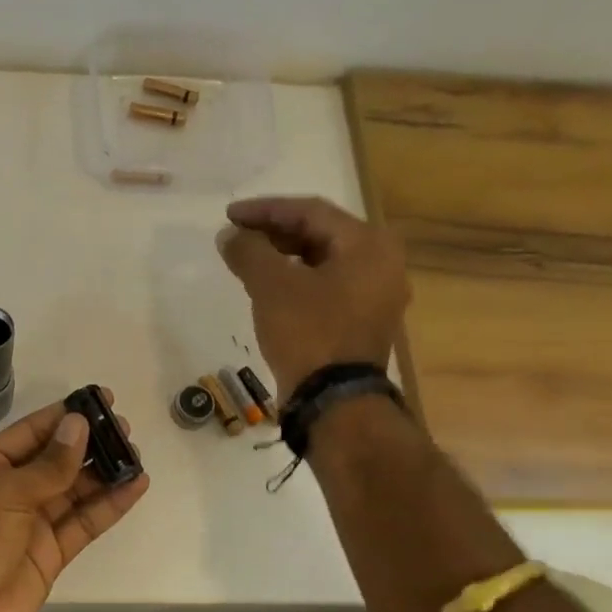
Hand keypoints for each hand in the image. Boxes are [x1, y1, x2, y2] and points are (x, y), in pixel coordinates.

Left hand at [0, 393, 148, 611]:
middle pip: (55, 460)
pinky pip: (82, 523)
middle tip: (126, 428)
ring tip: (136, 454)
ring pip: (73, 491)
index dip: (65, 416)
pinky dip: (108, 506)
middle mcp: (8, 491)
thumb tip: (78, 425)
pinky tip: (135, 487)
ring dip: (103, 473)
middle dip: (89, 444)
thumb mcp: (6, 493)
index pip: (30, 432)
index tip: (101, 400)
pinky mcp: (49, 554)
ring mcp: (29, 524)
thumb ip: (49, 464)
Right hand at [218, 195, 409, 401]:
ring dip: (283, 257)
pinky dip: (297, 281)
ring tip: (247, 260)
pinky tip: (269, 288)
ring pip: (323, 261)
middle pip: (320, 234)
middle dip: (274, 232)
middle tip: (237, 236)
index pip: (310, 211)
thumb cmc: (308, 333)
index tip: (229, 216)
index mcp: (368, 245)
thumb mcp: (272, 286)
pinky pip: (326, 287)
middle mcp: (381, 264)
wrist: (334, 401)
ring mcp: (375, 296)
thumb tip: (229, 235)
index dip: (265, 210)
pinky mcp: (361, 322)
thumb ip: (249, 251)